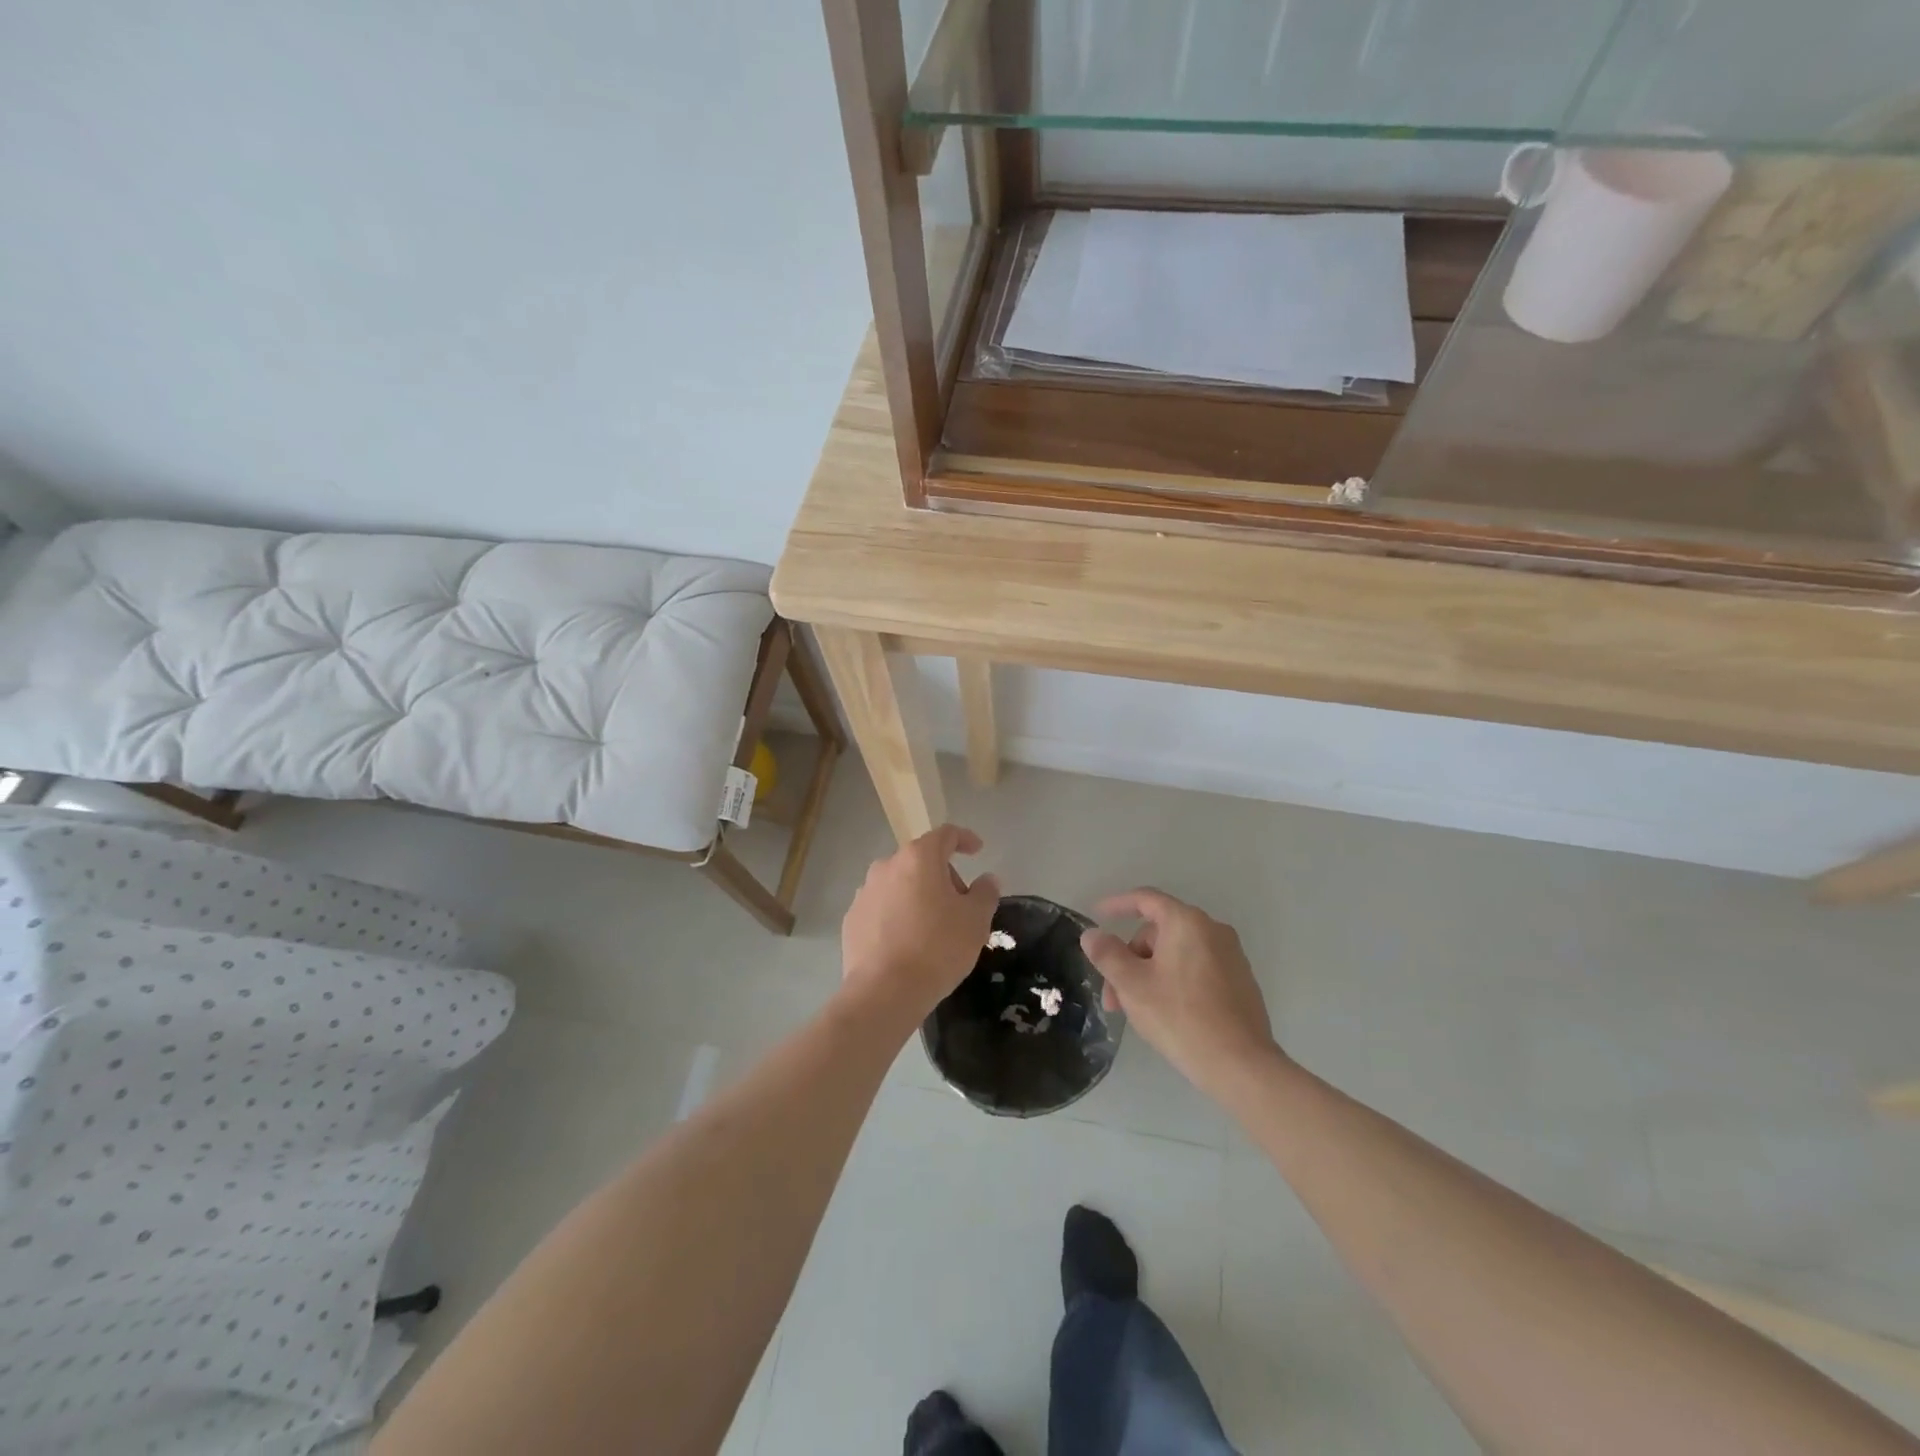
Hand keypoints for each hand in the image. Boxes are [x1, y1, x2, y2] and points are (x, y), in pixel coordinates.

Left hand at [841, 825, 999, 1025]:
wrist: (885, 991)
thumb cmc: (937, 948)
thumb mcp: (976, 920)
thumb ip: (985, 893)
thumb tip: (986, 879)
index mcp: (919, 858)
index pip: (945, 835)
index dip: (964, 839)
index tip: (977, 851)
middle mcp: (887, 866)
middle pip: (921, 860)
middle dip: (943, 876)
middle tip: (960, 905)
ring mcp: (865, 892)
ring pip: (899, 884)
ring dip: (917, 895)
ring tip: (933, 928)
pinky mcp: (852, 919)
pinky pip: (882, 908)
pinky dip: (897, 915)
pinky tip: (907, 943)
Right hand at [1080, 889, 1281, 1100]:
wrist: (1241, 1066)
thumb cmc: (1180, 1017)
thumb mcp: (1132, 985)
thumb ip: (1107, 954)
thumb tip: (1092, 934)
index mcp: (1187, 922)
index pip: (1145, 899)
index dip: (1117, 904)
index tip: (1096, 914)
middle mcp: (1213, 930)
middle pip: (1158, 932)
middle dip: (1130, 958)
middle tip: (1114, 995)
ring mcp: (1231, 956)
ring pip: (1176, 954)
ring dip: (1149, 974)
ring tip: (1135, 1011)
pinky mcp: (1240, 982)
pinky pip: (1196, 969)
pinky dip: (1174, 981)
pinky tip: (1166, 1013)